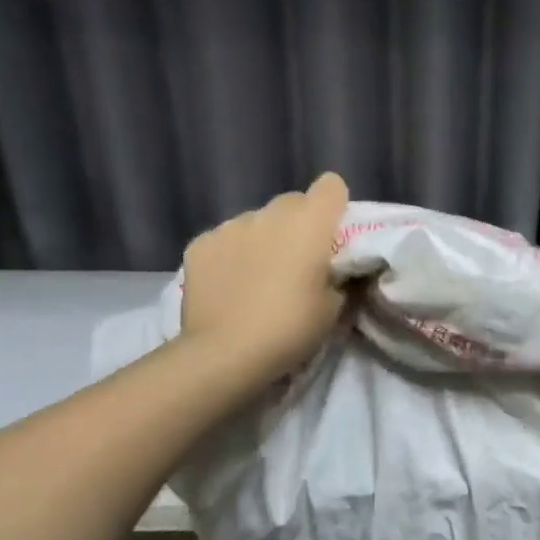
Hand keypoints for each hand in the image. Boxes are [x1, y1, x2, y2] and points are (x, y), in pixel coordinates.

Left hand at [180, 173, 349, 379]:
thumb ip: (339, 277)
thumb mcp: (334, 308)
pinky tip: (228, 285)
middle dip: (298, 225)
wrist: (225, 353)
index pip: (331, 185)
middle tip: (296, 262)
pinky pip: (224, 239)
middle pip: (292, 202)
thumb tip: (335, 270)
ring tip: (257, 278)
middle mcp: (270, 214)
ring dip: (263, 239)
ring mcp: (230, 226)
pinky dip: (230, 255)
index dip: (334, 206)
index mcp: (310, 223)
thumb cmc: (290, 329)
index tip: (332, 235)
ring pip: (256, 221)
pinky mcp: (199, 244)